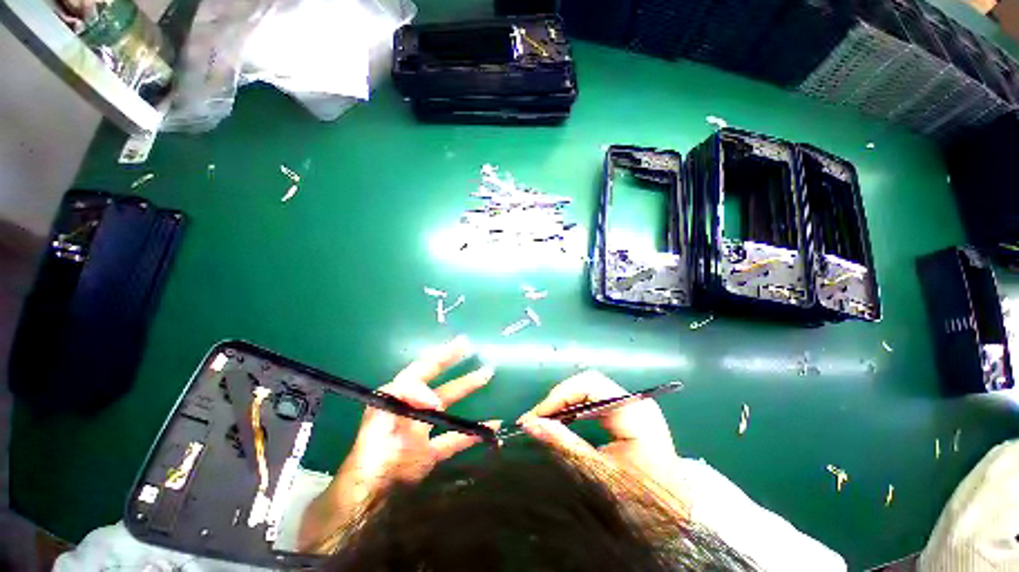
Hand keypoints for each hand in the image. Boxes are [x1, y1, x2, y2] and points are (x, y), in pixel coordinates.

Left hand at [299, 336, 496, 550]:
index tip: (458, 352)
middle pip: (436, 380)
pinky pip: (455, 438)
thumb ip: (404, 399)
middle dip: (454, 364)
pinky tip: (492, 427)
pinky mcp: (431, 451)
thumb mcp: (380, 421)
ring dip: (468, 389)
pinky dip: (473, 433)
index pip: (420, 371)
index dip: (441, 358)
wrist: (368, 497)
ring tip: (486, 374)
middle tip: (470, 347)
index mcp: (396, 398)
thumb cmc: (370, 456)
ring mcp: (422, 430)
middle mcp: (410, 409)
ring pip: (449, 404)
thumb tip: (434, 398)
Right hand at [518, 371, 683, 506]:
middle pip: (588, 383)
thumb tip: (530, 425)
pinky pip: (596, 400)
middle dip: (560, 398)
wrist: (678, 517)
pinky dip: (577, 408)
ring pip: (590, 389)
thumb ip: (565, 445)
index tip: (536, 415)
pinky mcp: (629, 412)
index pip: (589, 384)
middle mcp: (634, 400)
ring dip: (566, 402)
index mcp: (633, 411)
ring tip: (546, 420)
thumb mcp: (600, 474)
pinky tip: (565, 420)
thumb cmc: (643, 500)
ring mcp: (633, 404)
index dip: (559, 395)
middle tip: (538, 418)